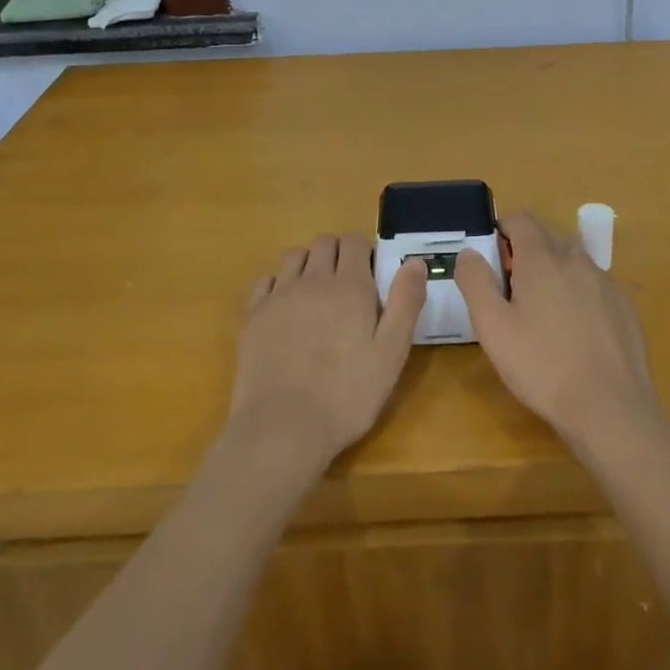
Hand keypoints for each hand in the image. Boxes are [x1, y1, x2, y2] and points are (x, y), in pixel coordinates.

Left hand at [227, 233, 426, 477]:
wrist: (283, 427)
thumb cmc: (347, 394)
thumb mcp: (392, 353)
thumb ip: (406, 302)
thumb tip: (415, 261)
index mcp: (350, 285)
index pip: (354, 241)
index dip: (365, 252)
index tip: (371, 276)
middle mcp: (312, 280)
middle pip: (324, 242)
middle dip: (338, 253)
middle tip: (348, 286)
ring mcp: (278, 296)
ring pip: (293, 256)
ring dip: (308, 264)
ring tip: (316, 294)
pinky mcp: (253, 316)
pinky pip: (265, 281)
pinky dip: (278, 284)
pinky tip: (285, 309)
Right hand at [455, 212, 660, 449]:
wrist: (610, 408)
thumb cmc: (542, 366)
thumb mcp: (493, 328)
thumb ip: (476, 282)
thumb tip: (469, 252)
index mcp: (542, 259)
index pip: (521, 219)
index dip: (502, 229)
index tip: (492, 258)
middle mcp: (577, 259)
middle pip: (547, 238)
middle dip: (526, 253)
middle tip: (511, 292)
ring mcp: (606, 282)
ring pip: (573, 261)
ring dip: (554, 273)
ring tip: (543, 314)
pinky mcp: (625, 305)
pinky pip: (594, 285)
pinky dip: (579, 294)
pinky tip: (575, 332)